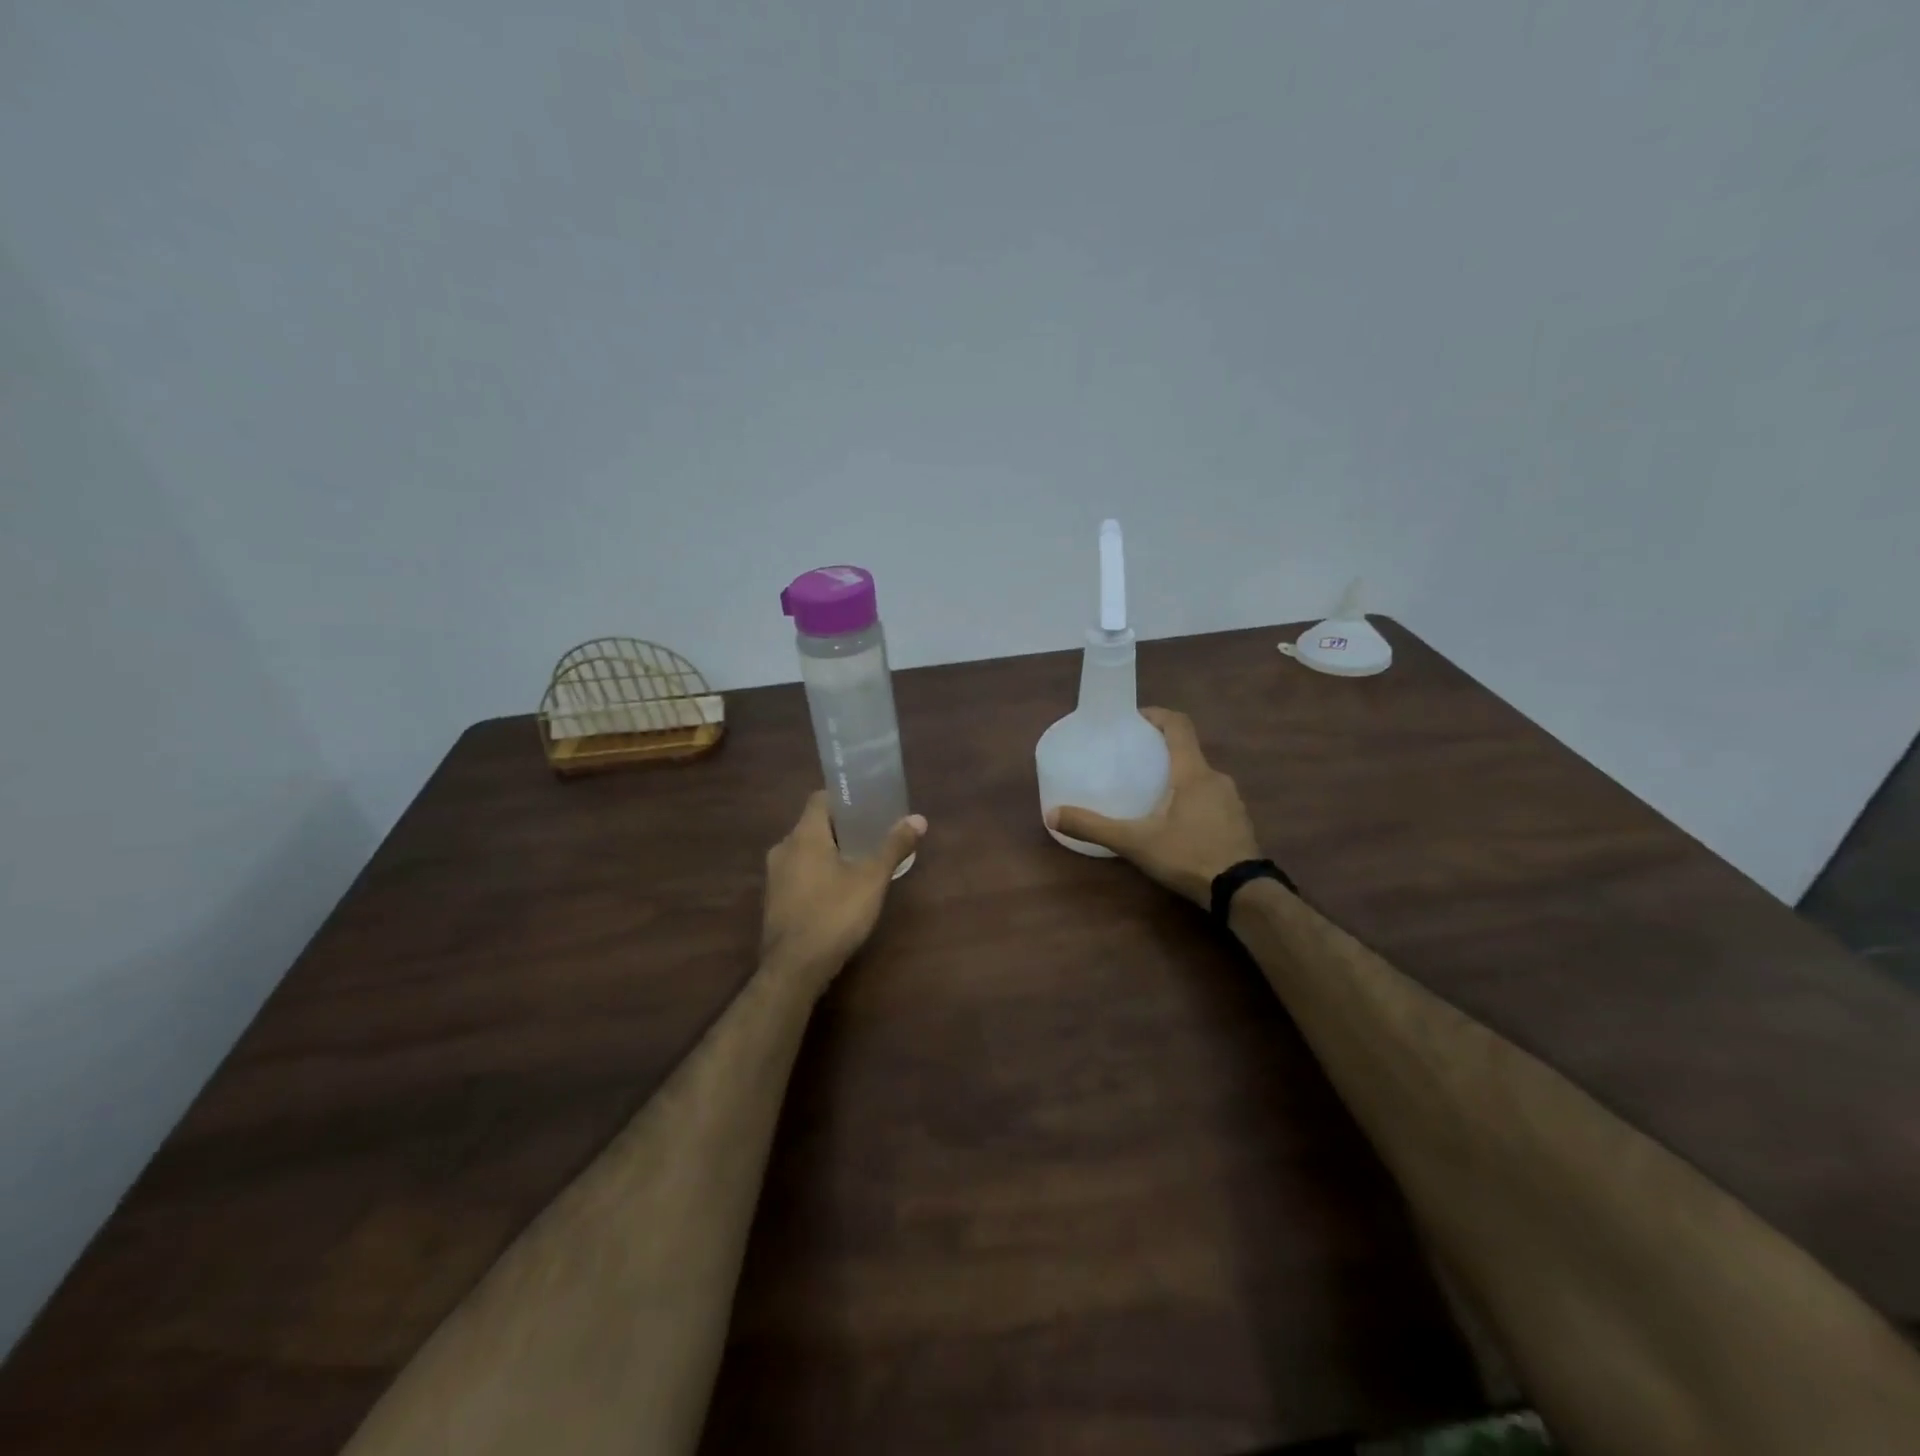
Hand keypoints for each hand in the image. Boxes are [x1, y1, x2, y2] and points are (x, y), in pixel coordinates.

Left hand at [760, 791, 925, 992]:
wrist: (794, 969)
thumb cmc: (834, 914)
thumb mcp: (872, 879)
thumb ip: (894, 846)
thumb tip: (918, 819)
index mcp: (804, 835)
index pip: (820, 799)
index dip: (844, 799)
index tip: (868, 807)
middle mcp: (784, 848)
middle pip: (814, 825)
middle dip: (842, 828)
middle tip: (872, 835)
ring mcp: (775, 876)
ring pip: (805, 850)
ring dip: (830, 852)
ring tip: (860, 863)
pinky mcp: (774, 900)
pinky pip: (799, 873)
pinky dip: (818, 873)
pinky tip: (839, 891)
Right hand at [1049, 707, 1260, 906]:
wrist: (1242, 893)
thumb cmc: (1189, 856)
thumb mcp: (1135, 842)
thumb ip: (1094, 827)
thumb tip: (1052, 815)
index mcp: (1193, 772)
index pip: (1179, 725)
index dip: (1157, 715)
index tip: (1134, 718)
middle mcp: (1216, 778)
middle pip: (1187, 751)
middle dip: (1160, 750)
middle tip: (1132, 760)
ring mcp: (1231, 801)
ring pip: (1199, 777)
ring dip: (1176, 777)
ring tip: (1149, 791)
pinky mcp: (1237, 822)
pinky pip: (1210, 798)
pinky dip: (1190, 799)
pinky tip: (1174, 822)